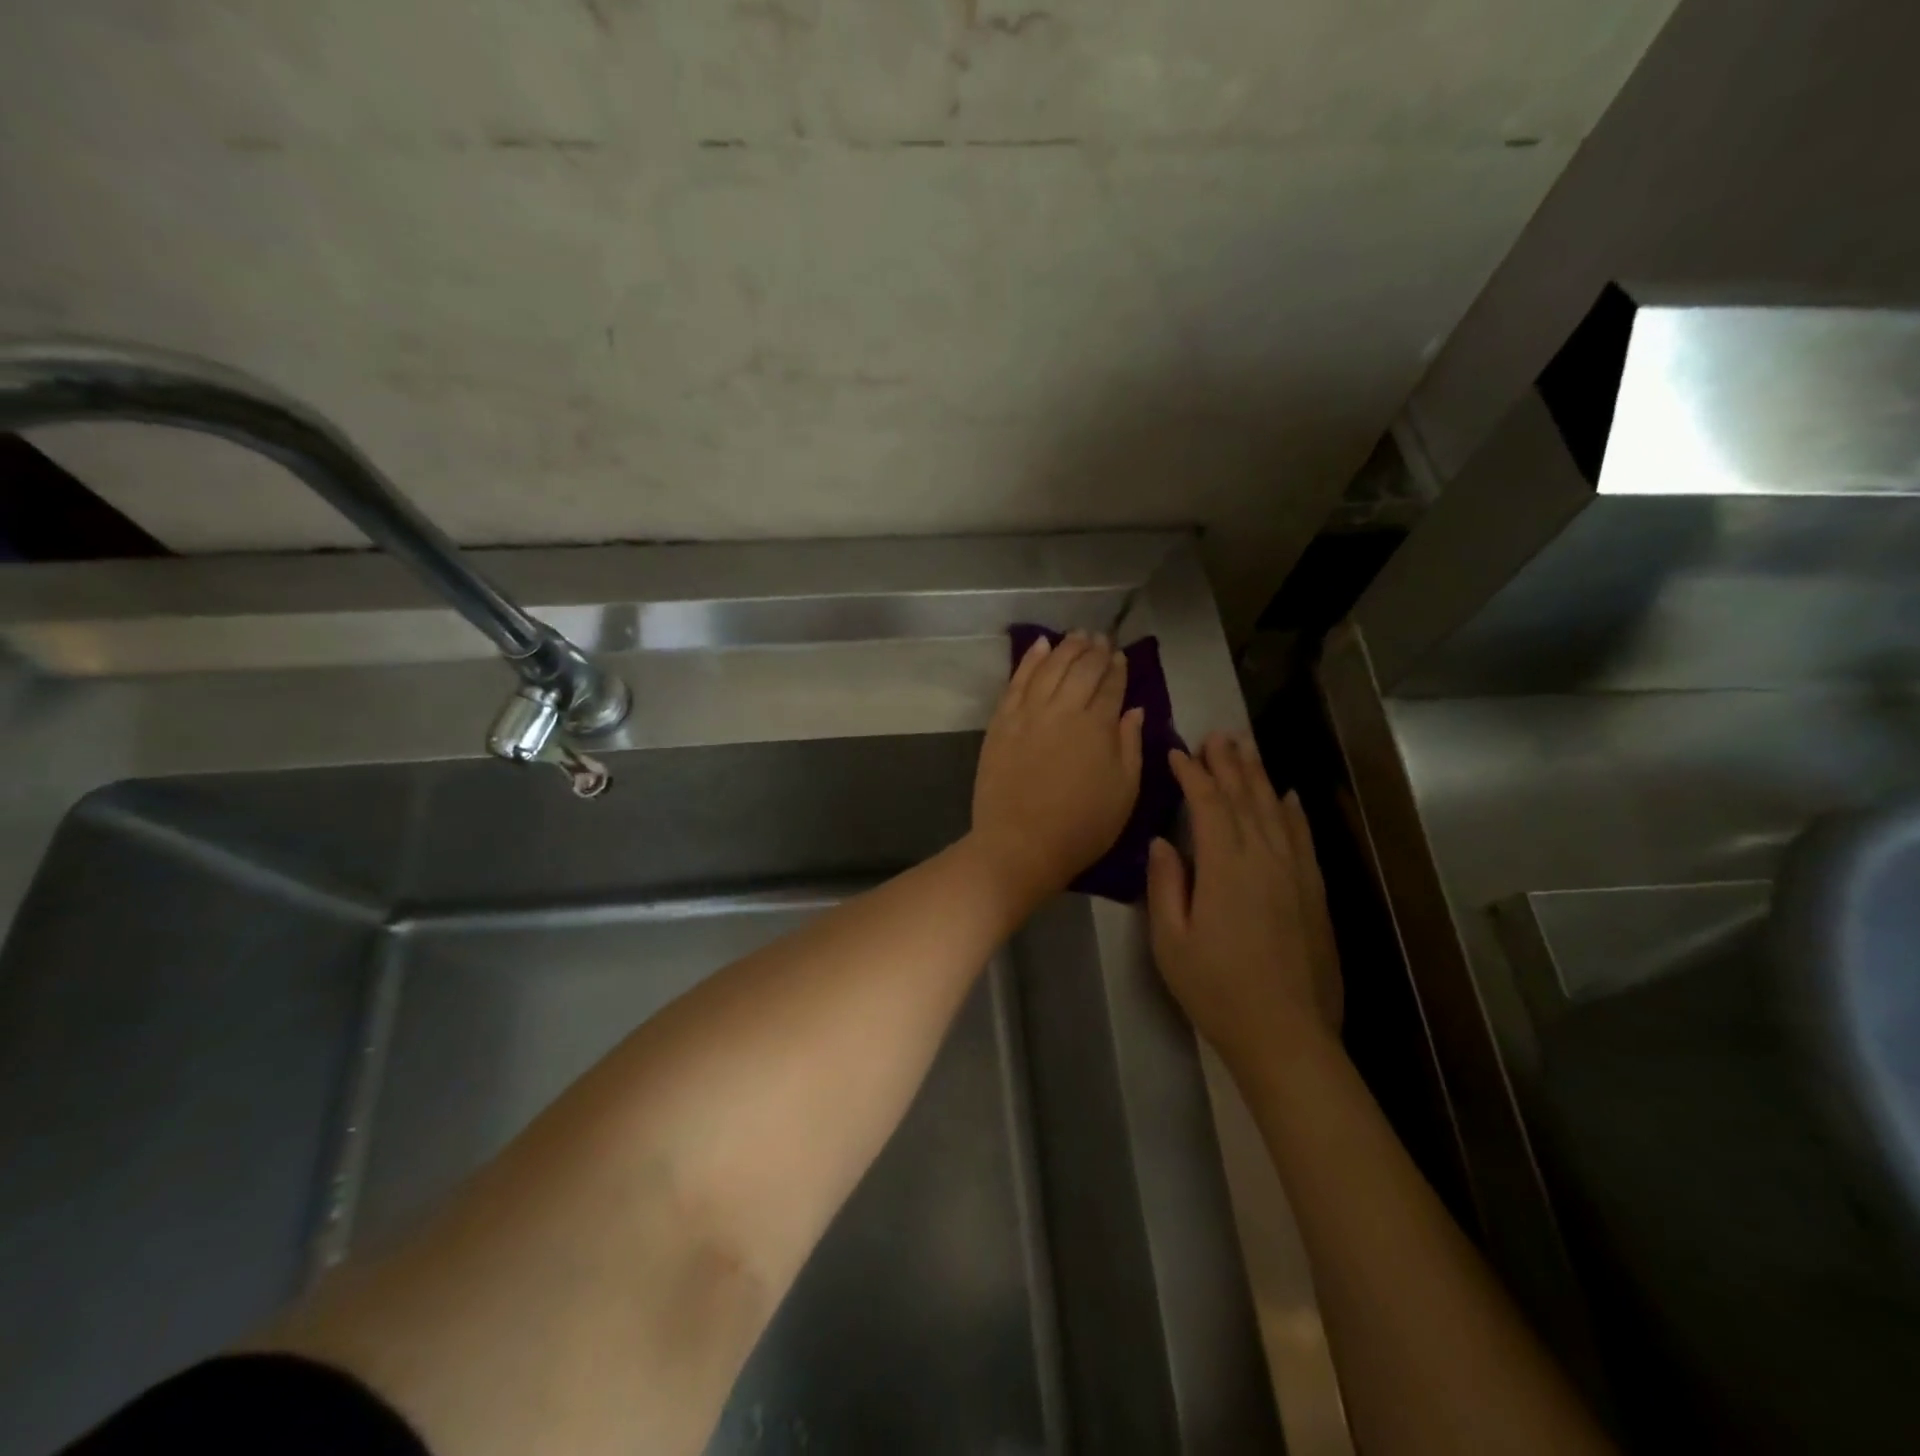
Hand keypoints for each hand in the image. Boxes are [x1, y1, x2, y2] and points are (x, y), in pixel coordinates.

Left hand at [971, 632, 1144, 903]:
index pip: (1110, 686)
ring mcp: (1028, 713)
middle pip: (1081, 669)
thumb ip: (1130, 745)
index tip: (1120, 656)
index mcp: (1097, 726)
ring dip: (1066, 647)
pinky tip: (1039, 645)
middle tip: (1102, 638)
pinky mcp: (1001, 722)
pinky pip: (1017, 681)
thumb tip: (1134, 710)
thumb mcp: (1124, 793)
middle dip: (1094, 650)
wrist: (1019, 844)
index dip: (1117, 668)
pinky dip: (1029, 660)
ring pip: (1050, 667)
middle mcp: (1063, 709)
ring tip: (1077, 635)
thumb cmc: (1081, 827)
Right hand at [1147, 732, 1341, 1065]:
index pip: (1209, 804)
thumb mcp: (1171, 941)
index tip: (1177, 752)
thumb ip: (1165, 885)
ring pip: (1276, 810)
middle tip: (1215, 735)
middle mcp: (1265, 858)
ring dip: (1258, 777)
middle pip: (1246, 797)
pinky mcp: (1314, 891)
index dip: (1193, 774)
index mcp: (1225, 867)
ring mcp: (1295, 873)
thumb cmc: (1216, 989)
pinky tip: (1288, 796)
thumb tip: (1162, 842)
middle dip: (1228, 763)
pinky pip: (1303, 838)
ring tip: (1245, 750)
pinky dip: (1293, 812)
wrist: (1286, 1034)